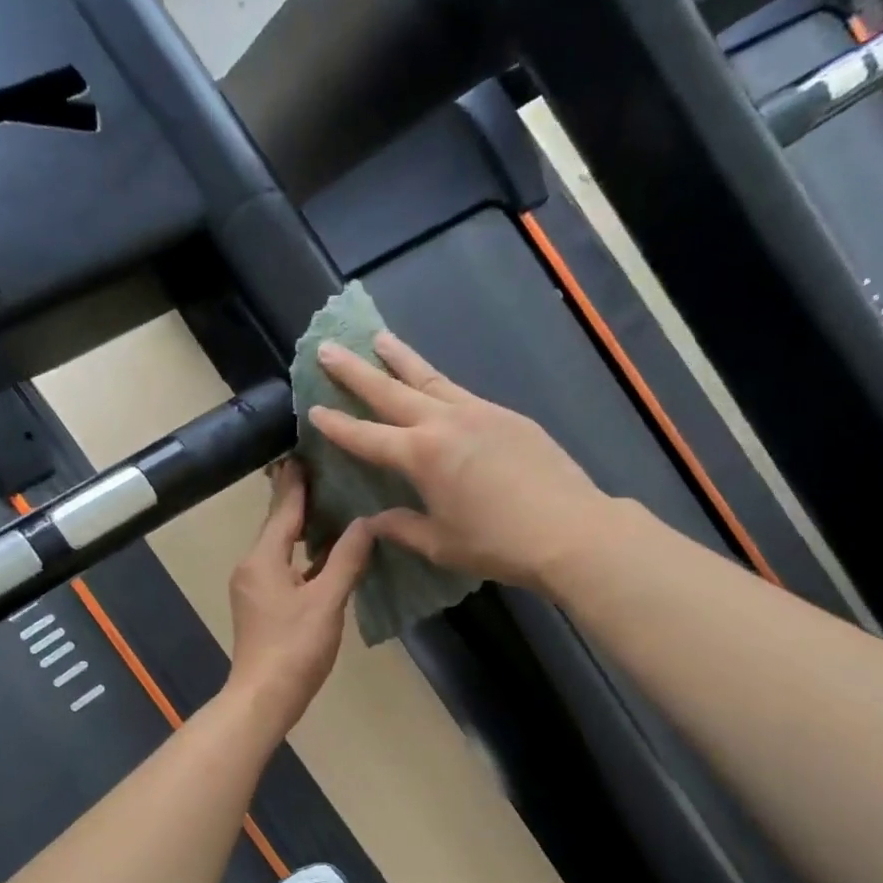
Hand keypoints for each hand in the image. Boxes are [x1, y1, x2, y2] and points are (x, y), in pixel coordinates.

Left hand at [224, 460, 373, 737]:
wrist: (265, 696)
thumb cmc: (295, 647)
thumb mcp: (327, 601)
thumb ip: (346, 559)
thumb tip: (367, 523)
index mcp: (263, 559)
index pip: (282, 509)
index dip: (297, 481)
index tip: (306, 451)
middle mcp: (251, 566)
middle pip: (278, 525)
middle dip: (299, 500)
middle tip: (327, 473)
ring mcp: (253, 588)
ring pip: (279, 548)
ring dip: (302, 529)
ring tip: (332, 507)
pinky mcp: (260, 606)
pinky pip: (282, 568)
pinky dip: (302, 556)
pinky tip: (324, 555)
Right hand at [311, 334, 612, 590]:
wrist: (569, 530)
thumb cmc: (498, 544)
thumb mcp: (441, 544)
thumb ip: (402, 528)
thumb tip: (374, 521)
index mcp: (421, 456)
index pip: (367, 437)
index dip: (337, 426)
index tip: (314, 409)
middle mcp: (444, 423)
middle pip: (391, 391)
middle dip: (355, 372)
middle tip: (328, 348)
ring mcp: (478, 413)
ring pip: (429, 379)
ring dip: (400, 359)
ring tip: (378, 339)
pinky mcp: (506, 416)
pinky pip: (461, 392)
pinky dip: (438, 383)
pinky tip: (434, 385)